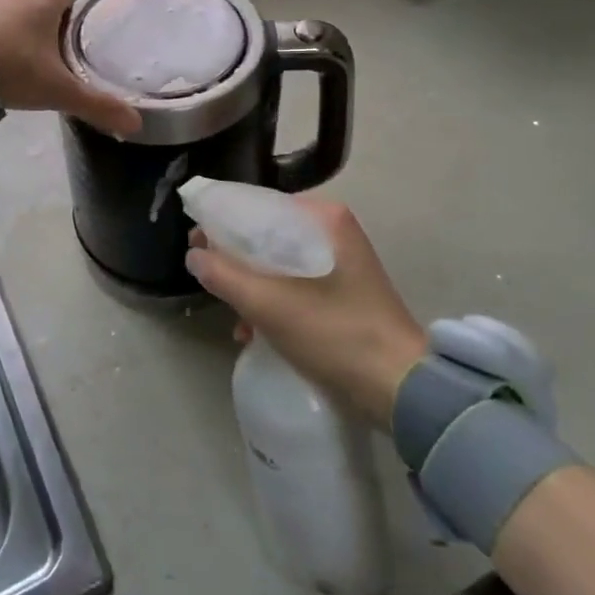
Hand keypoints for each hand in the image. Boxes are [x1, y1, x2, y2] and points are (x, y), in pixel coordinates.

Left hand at [0, 0, 142, 137]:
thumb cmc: (15, 70)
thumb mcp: (60, 92)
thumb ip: (98, 105)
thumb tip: (136, 123)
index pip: (70, 3)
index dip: (73, 26)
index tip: (70, 53)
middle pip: (43, 4)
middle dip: (46, 27)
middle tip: (47, 62)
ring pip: (16, 9)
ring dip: (19, 28)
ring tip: (20, 61)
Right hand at [187, 198, 428, 427]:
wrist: (401, 389)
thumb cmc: (335, 334)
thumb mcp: (270, 304)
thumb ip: (224, 275)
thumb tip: (193, 255)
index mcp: (322, 217)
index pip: (258, 206)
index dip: (221, 223)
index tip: (194, 242)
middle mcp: (333, 230)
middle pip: (267, 235)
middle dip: (235, 260)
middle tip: (207, 278)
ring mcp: (341, 262)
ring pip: (279, 262)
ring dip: (252, 287)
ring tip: (233, 318)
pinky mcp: (344, 291)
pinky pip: (296, 283)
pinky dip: (273, 301)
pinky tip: (254, 332)